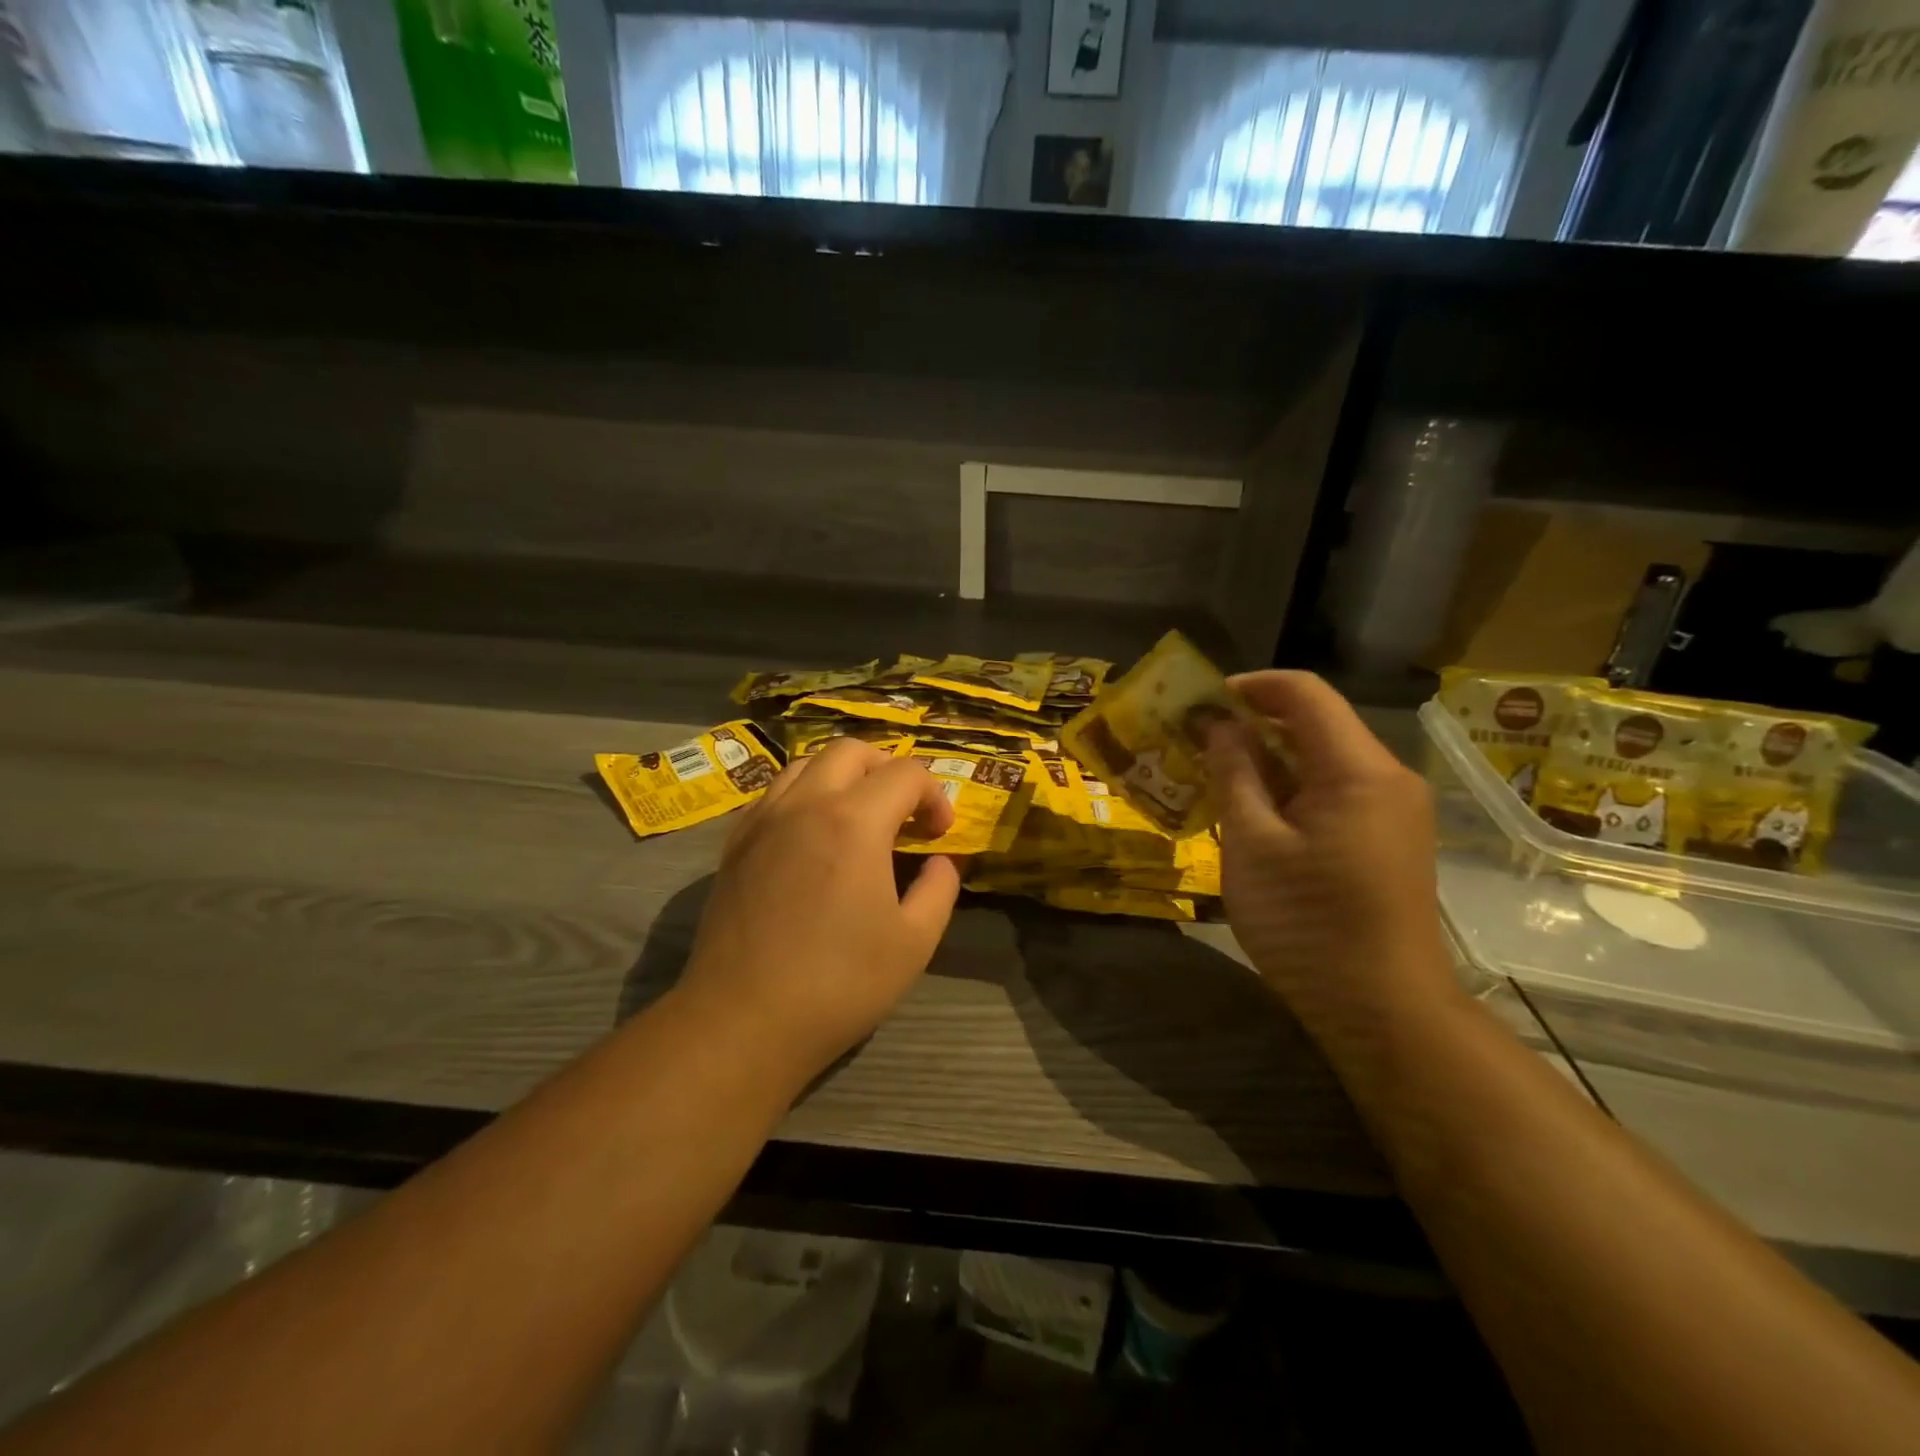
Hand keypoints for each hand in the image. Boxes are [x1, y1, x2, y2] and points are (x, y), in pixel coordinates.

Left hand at [676, 739, 961, 1086]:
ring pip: (805, 764)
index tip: (939, 834)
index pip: (905, 774)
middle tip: (903, 810)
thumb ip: (939, 888)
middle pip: (851, 752)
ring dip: (842, 776)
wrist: (744, 1020)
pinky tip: (811, 835)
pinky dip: (803, 795)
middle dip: (887, 769)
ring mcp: (763, 819)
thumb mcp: (915, 942)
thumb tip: (941, 860)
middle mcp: (805, 804)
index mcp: (854, 821)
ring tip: (858, 815)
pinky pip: (773, 793)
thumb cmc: (839, 983)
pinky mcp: (735, 842)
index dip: (934, 796)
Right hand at [1204, 671, 1459, 1047]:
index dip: (1248, 686)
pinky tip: (1247, 809)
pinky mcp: (1384, 838)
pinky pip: (1331, 792)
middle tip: (1191, 739)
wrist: (1383, 1010)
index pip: (1304, 693)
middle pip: (1314, 723)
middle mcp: (1386, 777)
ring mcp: (1390, 810)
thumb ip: (1234, 773)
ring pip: (1320, 759)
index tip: (1197, 702)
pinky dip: (1287, 789)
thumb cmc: (1308, 924)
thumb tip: (1217, 724)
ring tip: (1209, 773)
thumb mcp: (1252, 844)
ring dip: (1265, 758)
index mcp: (1359, 770)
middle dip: (1250, 723)